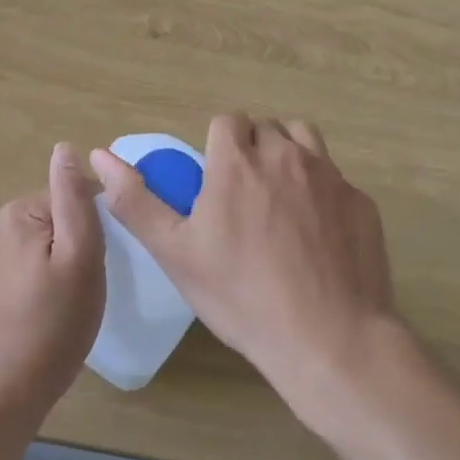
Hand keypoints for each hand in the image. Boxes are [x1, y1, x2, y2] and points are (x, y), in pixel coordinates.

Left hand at [0, 143, 105, 414]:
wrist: (17, 385)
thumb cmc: (56, 320)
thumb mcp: (79, 254)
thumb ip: (74, 198)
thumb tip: (65, 147)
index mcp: (17, 211)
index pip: (75, 196)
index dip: (98, 225)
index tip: (104, 258)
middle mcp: (1, 222)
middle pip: (64, 214)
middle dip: (85, 241)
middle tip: (90, 279)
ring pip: (56, 236)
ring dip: (74, 257)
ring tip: (78, 292)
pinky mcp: (2, 273)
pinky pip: (43, 255)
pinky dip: (59, 271)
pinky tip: (63, 300)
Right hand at [90, 113, 396, 401]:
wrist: (329, 338)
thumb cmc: (241, 296)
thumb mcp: (175, 253)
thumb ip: (136, 200)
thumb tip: (98, 155)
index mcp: (238, 162)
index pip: (227, 121)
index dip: (218, 144)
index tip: (215, 180)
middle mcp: (286, 155)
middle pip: (266, 128)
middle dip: (252, 149)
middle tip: (243, 196)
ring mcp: (330, 176)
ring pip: (305, 140)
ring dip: (289, 156)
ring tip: (280, 201)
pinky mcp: (362, 202)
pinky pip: (336, 178)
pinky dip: (322, 190)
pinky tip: (318, 234)